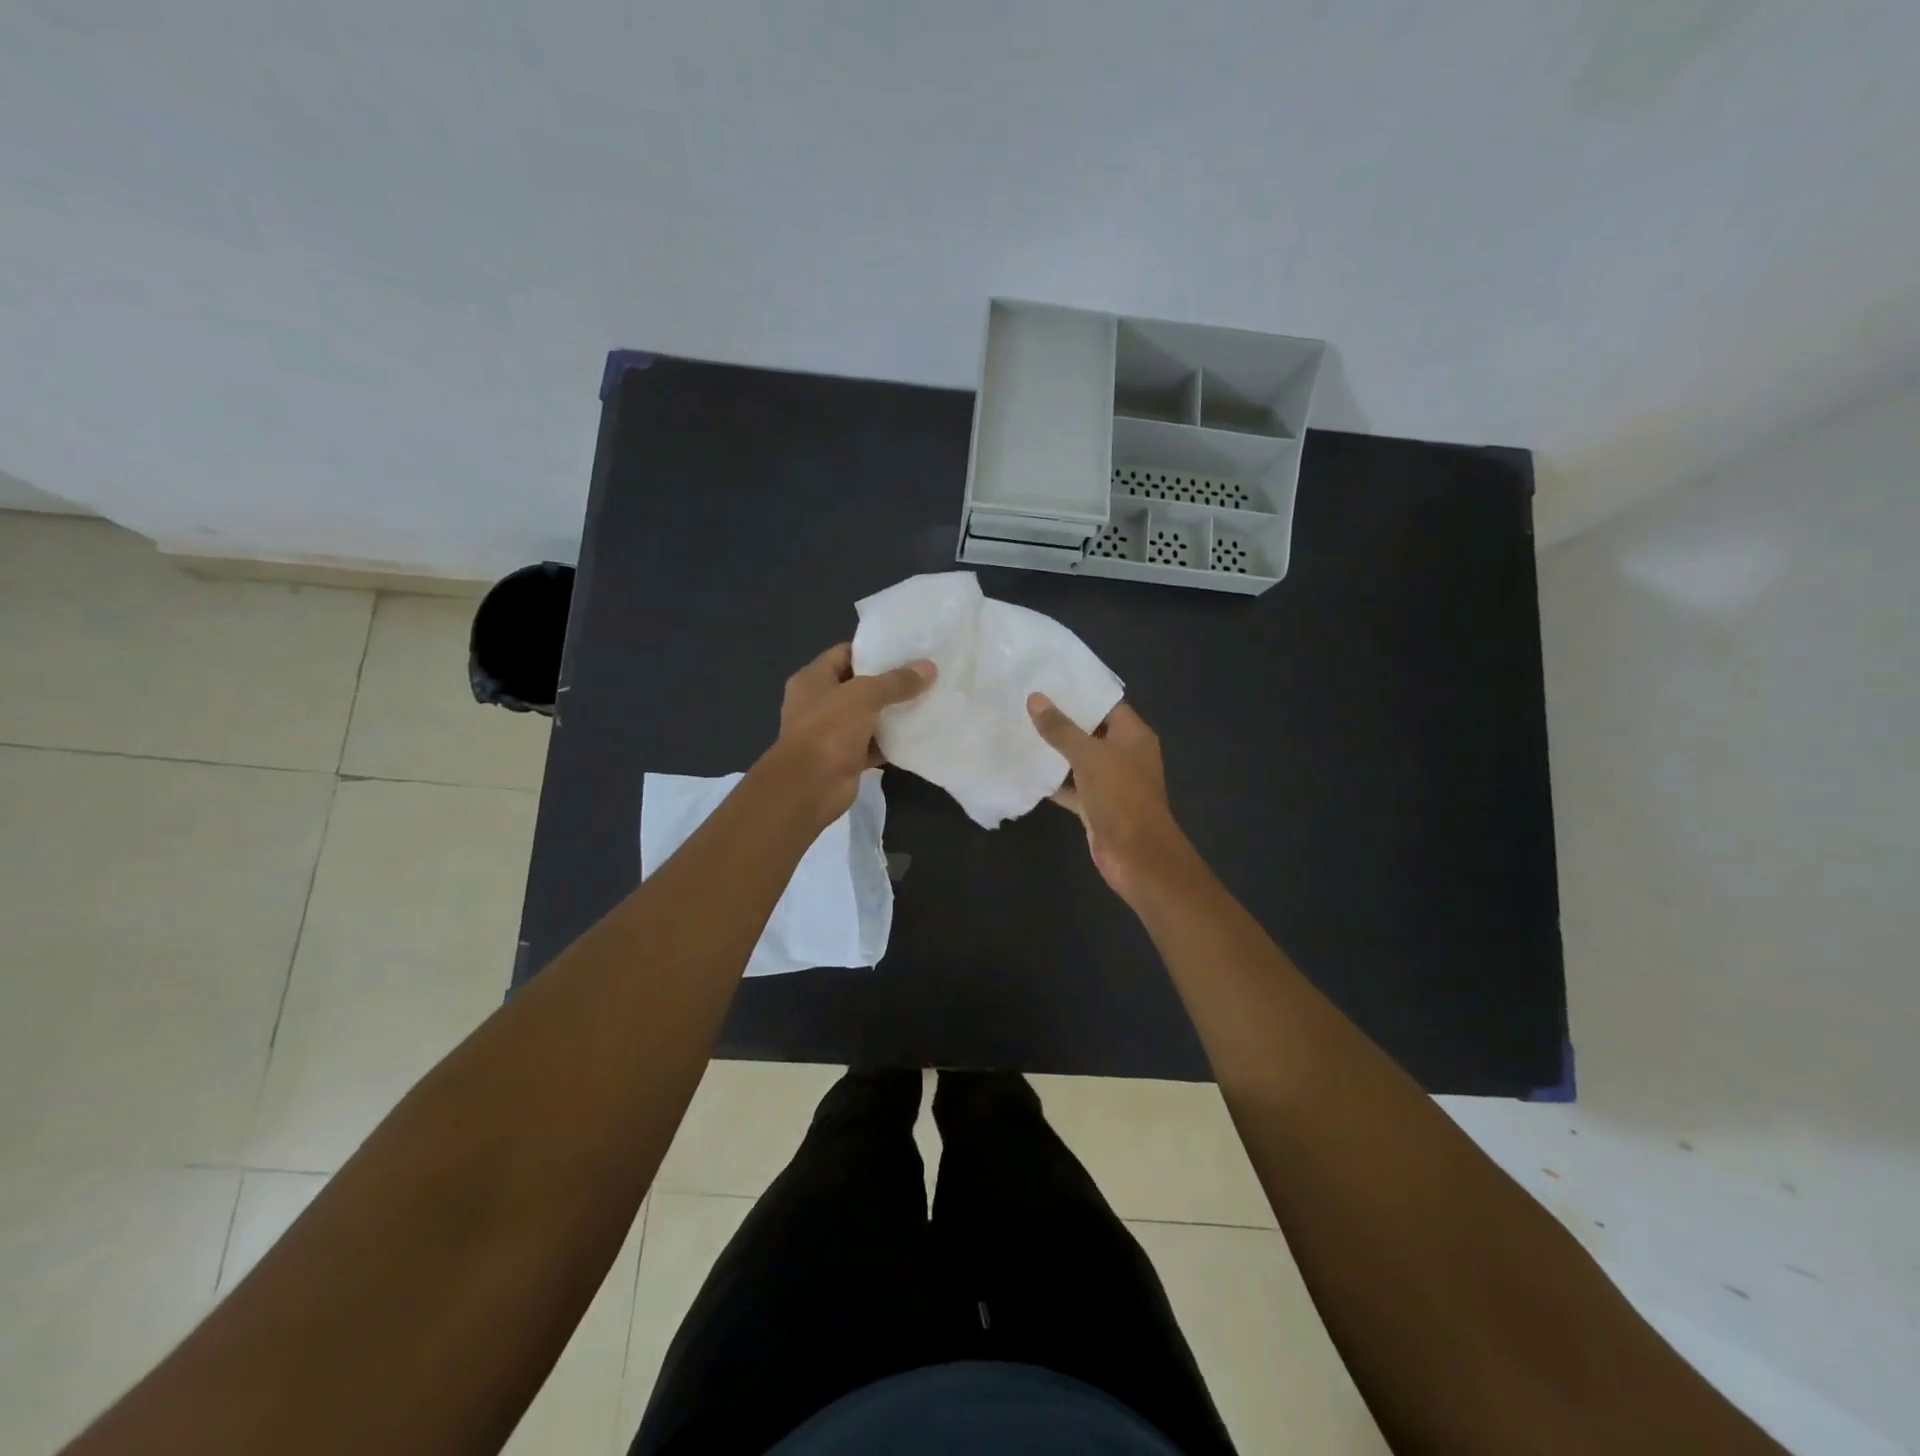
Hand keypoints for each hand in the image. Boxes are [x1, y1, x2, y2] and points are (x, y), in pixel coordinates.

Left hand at [769, 643, 934, 822]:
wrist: (809, 788)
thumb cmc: (828, 731)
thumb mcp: (864, 696)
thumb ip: (896, 682)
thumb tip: (929, 667)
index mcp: (813, 679)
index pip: (846, 654)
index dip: (874, 650)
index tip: (907, 649)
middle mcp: (820, 703)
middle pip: (860, 686)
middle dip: (890, 682)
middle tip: (925, 674)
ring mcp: (832, 733)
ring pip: (869, 716)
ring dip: (894, 713)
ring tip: (929, 700)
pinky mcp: (847, 758)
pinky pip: (874, 744)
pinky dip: (893, 741)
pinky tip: (919, 734)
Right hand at [1027, 694, 1195, 902]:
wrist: (1136, 856)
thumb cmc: (1120, 796)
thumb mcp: (1089, 756)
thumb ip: (1061, 728)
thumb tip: (1035, 698)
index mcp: (1133, 735)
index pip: (1105, 704)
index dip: (1079, 692)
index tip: (1047, 680)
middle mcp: (1124, 755)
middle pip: (1090, 730)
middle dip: (1061, 720)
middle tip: (1025, 702)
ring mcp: (1110, 782)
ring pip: (1078, 760)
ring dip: (1054, 751)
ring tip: (1018, 729)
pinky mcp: (1096, 805)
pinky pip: (1072, 786)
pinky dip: (1053, 781)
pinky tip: (1025, 769)